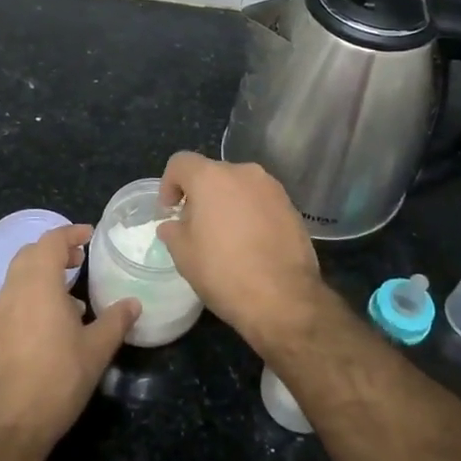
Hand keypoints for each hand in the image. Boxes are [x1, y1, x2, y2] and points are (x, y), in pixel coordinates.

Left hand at [0, 225, 136, 451]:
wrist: (7, 428)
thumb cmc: (58, 381)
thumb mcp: (96, 351)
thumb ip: (115, 321)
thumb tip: (133, 303)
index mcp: (38, 286)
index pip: (50, 242)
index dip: (70, 233)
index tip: (88, 236)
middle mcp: (11, 293)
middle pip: (28, 256)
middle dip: (53, 252)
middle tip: (78, 261)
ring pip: (16, 281)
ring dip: (40, 278)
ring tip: (68, 301)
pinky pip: (7, 306)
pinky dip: (27, 302)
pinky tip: (45, 331)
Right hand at [155, 152, 326, 351]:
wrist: (283, 298)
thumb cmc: (224, 272)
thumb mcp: (184, 255)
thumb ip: (173, 231)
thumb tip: (173, 225)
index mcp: (211, 178)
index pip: (181, 162)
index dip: (168, 184)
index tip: (169, 211)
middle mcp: (244, 173)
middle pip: (212, 173)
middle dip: (199, 195)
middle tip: (194, 227)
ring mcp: (272, 188)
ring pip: (239, 187)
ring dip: (227, 203)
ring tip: (224, 237)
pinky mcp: (291, 207)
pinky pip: (261, 202)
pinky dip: (250, 214)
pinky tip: (250, 244)